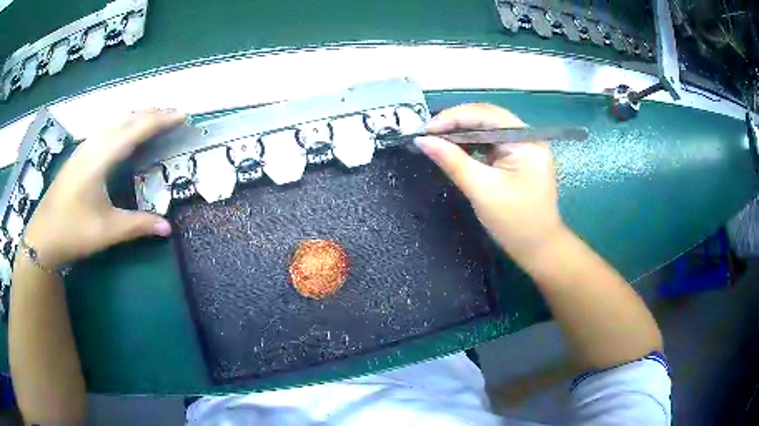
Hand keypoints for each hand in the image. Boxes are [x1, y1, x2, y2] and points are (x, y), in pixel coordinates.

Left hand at [22, 109, 185, 268]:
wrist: (43, 236)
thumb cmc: (73, 231)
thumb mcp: (107, 231)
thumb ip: (138, 225)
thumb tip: (168, 227)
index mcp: (102, 156)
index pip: (137, 129)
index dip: (162, 120)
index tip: (183, 115)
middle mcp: (94, 144)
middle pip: (127, 118)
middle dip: (153, 113)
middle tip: (174, 115)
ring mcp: (85, 147)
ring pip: (116, 121)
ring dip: (138, 117)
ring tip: (155, 120)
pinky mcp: (80, 155)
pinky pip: (107, 130)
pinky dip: (124, 125)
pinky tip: (125, 135)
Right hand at [415, 103, 564, 263]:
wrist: (538, 249)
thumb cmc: (515, 222)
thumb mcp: (482, 190)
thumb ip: (453, 161)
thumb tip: (422, 140)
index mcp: (526, 140)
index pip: (486, 115)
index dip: (454, 117)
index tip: (426, 129)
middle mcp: (527, 137)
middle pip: (487, 118)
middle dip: (456, 123)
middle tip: (428, 134)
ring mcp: (523, 146)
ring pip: (487, 128)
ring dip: (461, 132)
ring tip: (436, 140)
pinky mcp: (516, 157)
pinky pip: (490, 142)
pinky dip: (470, 144)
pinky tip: (454, 148)